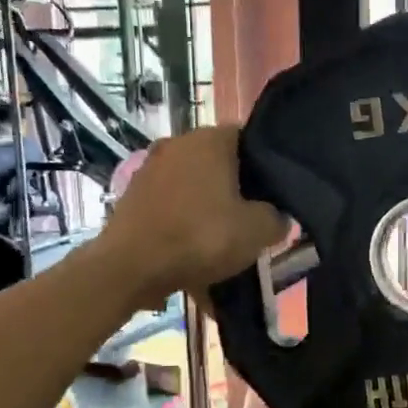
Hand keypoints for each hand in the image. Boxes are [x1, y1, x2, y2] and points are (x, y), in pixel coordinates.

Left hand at [101, 127, 285, 300]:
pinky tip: (193, 255)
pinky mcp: (131, 197)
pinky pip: (170, 208)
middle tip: (251, 220)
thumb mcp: (257, 231)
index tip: (274, 194)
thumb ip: (276, 218)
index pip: (249, 139)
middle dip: (235, 189)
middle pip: (219, 164)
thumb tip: (277, 216)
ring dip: (208, 209)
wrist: (130, 268)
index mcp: (210, 140)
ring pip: (193, 187)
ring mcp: (149, 169)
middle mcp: (177, 143)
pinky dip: (183, 226)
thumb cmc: (201, 238)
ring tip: (222, 243)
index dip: (265, 166)